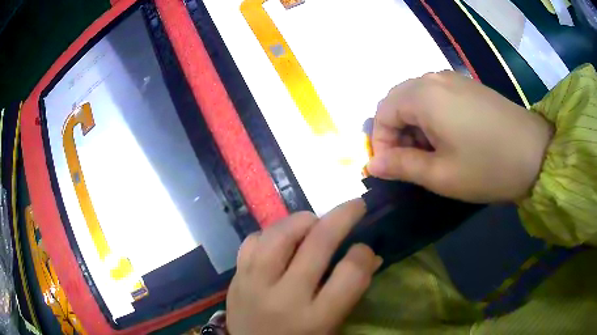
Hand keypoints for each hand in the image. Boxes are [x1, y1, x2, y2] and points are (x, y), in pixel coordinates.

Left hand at [226, 199, 381, 334]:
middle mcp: (284, 298)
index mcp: (316, 319)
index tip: (364, 248)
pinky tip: (281, 239)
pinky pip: (252, 241)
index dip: (364, 254)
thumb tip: (370, 256)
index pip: (350, 274)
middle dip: (343, 216)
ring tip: (315, 222)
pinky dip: (271, 233)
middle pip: (318, 243)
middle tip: (355, 205)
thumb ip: (350, 292)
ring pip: (280, 233)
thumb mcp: (330, 326)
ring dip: (303, 220)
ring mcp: (254, 285)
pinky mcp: (236, 277)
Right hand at [367, 71, 552, 202]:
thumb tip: (373, 165)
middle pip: (398, 100)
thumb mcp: (440, 174)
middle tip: (410, 160)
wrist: (535, 153)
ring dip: (414, 123)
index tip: (391, 168)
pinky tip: (448, 136)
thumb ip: (402, 166)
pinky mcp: (468, 85)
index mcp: (423, 96)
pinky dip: (431, 115)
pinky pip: (436, 95)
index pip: (383, 113)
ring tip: (431, 151)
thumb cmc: (487, 167)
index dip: (381, 142)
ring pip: (417, 97)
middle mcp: (434, 78)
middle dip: (396, 131)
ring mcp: (453, 79)